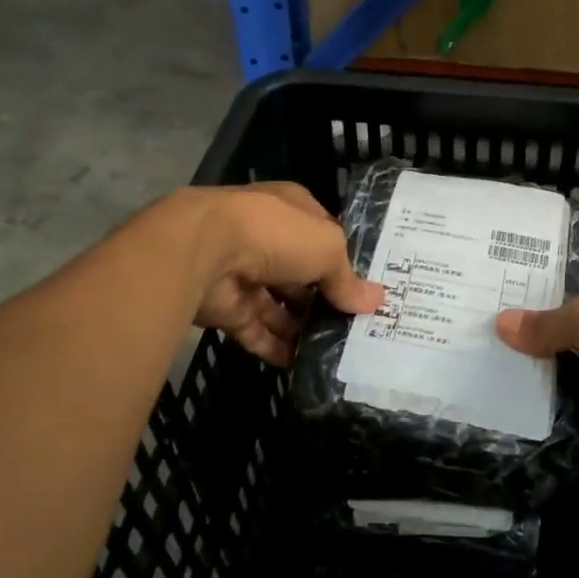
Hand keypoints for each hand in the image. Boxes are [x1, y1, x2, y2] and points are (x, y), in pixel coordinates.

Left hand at [164, 183, 382, 365]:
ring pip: (279, 306)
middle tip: (356, 329)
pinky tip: (303, 366)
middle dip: (325, 300)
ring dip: (303, 329)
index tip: (365, 291)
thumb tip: (374, 302)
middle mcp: (266, 239)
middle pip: (302, 275)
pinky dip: (276, 348)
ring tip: (336, 353)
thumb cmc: (276, 234)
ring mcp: (243, 274)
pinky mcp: (226, 308)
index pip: (322, 236)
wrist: (203, 251)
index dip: (344, 261)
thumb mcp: (328, 248)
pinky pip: (257, 331)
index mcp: (291, 211)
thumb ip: (347, 279)